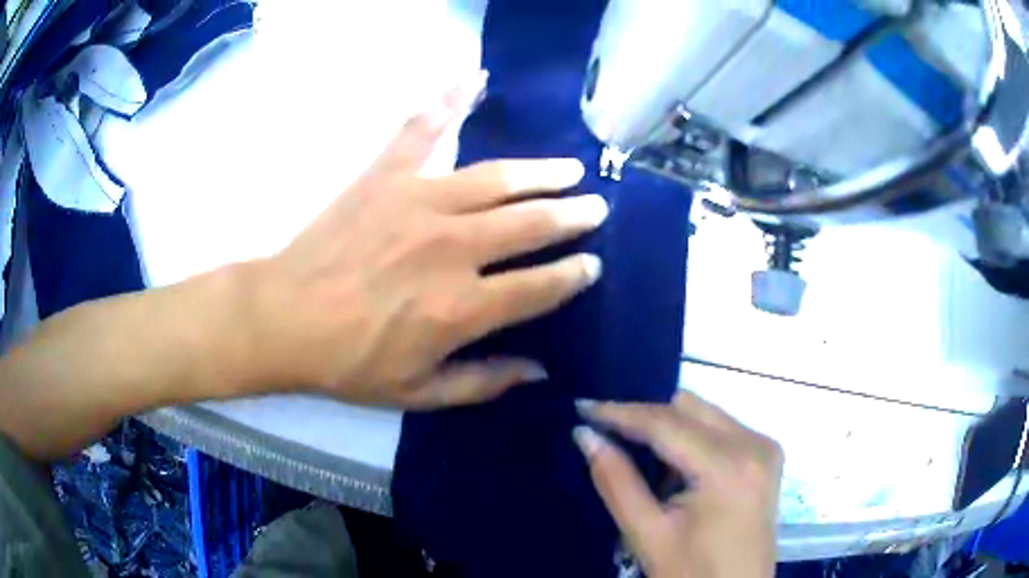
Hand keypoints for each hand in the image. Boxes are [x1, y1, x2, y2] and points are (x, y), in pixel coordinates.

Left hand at [244, 71, 607, 407]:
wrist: (283, 319)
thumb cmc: (348, 362)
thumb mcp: (418, 393)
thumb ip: (484, 382)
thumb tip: (539, 369)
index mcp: (463, 307)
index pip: (541, 286)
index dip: (574, 275)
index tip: (592, 264)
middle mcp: (453, 247)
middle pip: (531, 223)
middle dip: (572, 215)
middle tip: (595, 206)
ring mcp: (419, 201)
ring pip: (498, 178)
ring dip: (541, 171)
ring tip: (568, 167)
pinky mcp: (386, 176)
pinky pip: (424, 129)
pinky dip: (449, 100)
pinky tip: (474, 78)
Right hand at [574, 392, 782, 577]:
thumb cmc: (693, 574)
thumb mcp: (648, 535)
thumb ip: (617, 481)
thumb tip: (585, 435)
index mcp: (728, 466)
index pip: (666, 423)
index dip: (621, 412)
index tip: (582, 407)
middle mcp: (754, 443)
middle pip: (689, 408)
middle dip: (644, 416)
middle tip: (605, 430)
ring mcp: (765, 446)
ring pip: (705, 413)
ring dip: (668, 426)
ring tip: (634, 449)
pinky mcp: (767, 454)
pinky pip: (720, 428)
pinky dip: (691, 437)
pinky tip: (672, 465)